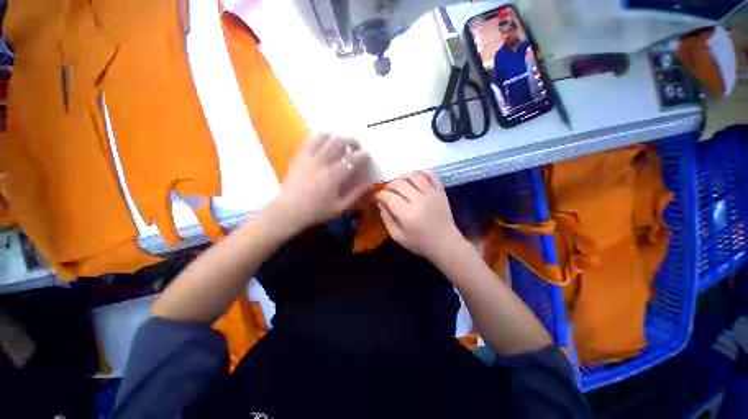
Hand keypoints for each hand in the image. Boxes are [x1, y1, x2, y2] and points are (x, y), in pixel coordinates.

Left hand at [269, 133, 373, 232]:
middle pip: (340, 141)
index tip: (367, 156)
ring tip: (341, 144)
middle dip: (352, 141)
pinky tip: (325, 144)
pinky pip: (310, 139)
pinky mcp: (299, 155)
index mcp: (334, 175)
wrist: (288, 210)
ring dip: (336, 137)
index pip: (353, 158)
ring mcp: (308, 156)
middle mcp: (322, 161)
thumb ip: (356, 194)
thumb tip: (369, 184)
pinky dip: (321, 137)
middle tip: (356, 148)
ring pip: (325, 136)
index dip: (363, 155)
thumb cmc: (316, 211)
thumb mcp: (340, 207)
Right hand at [375, 171, 464, 261]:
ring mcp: (432, 194)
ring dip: (403, 176)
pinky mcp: (441, 192)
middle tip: (387, 192)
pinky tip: (415, 179)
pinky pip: (431, 175)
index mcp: (408, 214)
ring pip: (414, 175)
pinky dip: (421, 173)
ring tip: (400, 184)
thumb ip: (386, 218)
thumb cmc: (420, 243)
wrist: (445, 243)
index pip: (389, 197)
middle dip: (389, 186)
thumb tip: (380, 203)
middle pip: (399, 183)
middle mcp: (420, 200)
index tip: (377, 197)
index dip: (380, 195)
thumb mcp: (397, 236)